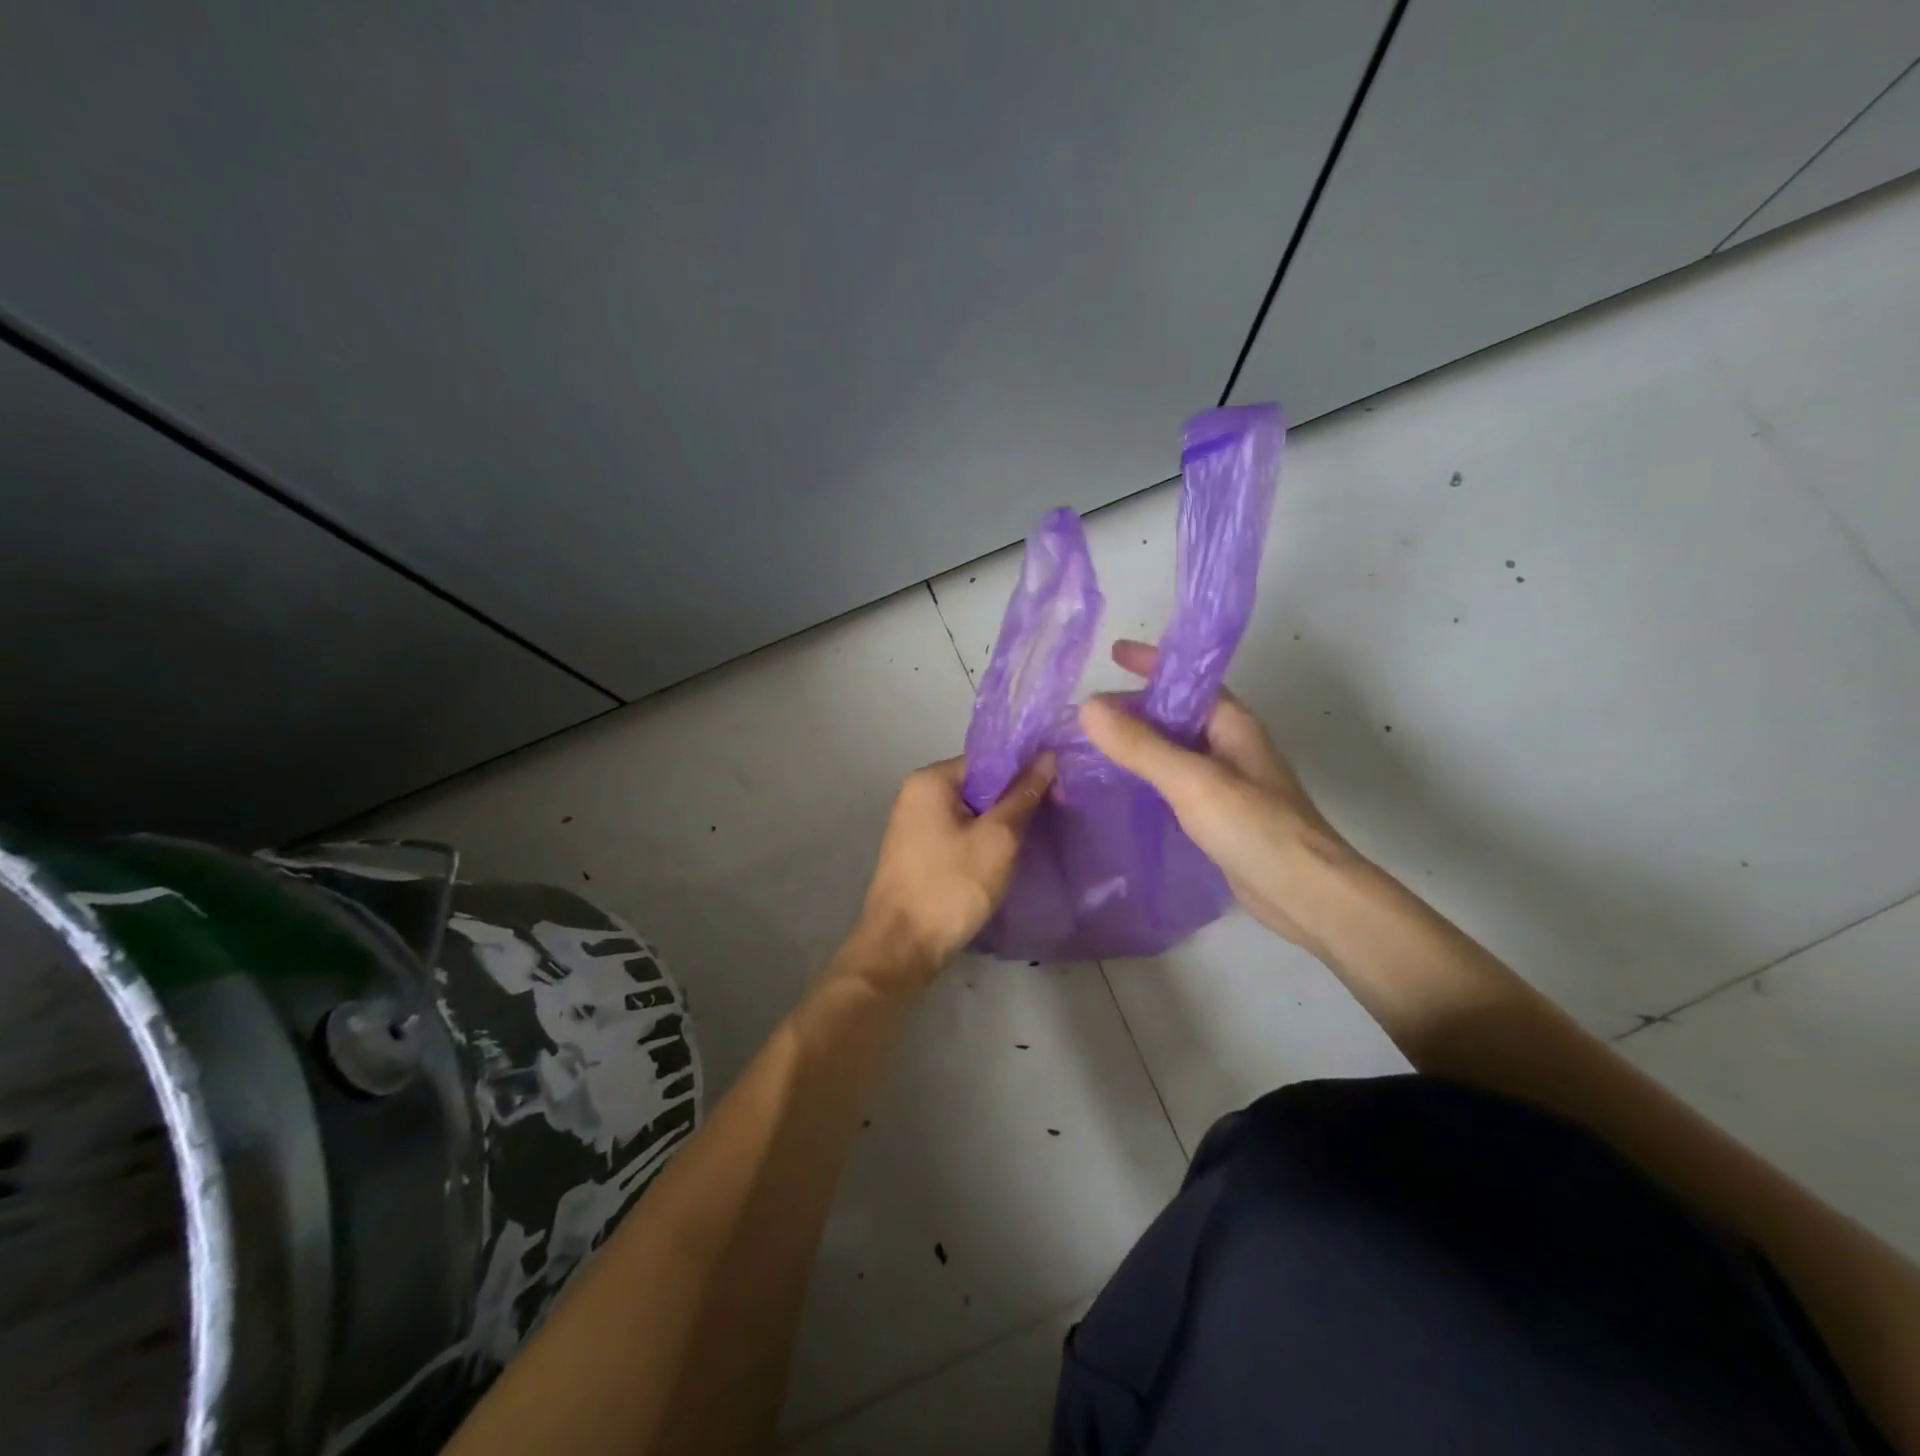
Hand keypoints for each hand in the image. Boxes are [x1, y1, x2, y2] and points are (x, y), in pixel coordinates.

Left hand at [849, 754, 1053, 986]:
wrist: (902, 947)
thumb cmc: (951, 886)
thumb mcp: (997, 839)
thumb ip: (1023, 796)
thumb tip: (1047, 757)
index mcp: (930, 780)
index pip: (987, 761)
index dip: (1025, 772)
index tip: (1058, 790)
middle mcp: (916, 795)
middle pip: (978, 785)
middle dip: (1014, 800)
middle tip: (1054, 815)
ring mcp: (913, 826)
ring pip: (970, 813)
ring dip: (1000, 824)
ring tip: (1035, 837)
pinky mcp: (918, 854)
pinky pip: (958, 835)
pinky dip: (982, 842)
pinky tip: (1006, 858)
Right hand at [1079, 640, 1357, 952]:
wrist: (1305, 895)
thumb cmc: (1255, 827)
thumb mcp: (1192, 780)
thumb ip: (1140, 745)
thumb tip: (1087, 706)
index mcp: (1232, 724)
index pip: (1188, 679)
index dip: (1152, 663)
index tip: (1113, 652)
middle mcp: (1228, 746)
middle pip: (1174, 714)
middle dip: (1133, 708)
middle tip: (1085, 713)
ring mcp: (1223, 783)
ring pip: (1170, 750)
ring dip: (1135, 744)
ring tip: (1088, 747)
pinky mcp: (1215, 816)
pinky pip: (1171, 784)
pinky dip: (1143, 778)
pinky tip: (1116, 789)